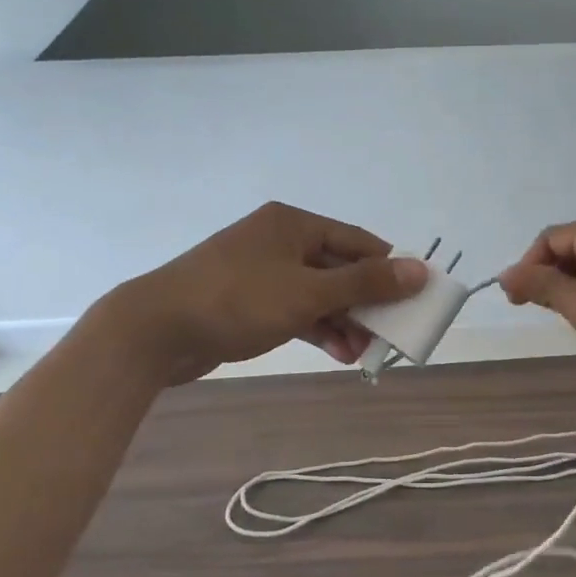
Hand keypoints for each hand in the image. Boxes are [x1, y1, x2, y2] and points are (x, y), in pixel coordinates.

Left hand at [100, 202, 427, 385]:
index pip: (358, 241)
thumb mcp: (307, 292)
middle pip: (339, 268)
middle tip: (390, 334)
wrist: (155, 330)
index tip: (415, 299)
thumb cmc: (237, 300)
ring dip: (343, 320)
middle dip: (365, 302)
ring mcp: (262, 272)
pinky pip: (295, 310)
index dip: (389, 269)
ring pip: (318, 293)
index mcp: (294, 224)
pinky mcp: (249, 301)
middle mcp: (280, 241)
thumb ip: (365, 282)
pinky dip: (317, 328)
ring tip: (364, 353)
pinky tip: (338, 353)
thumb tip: (420, 270)